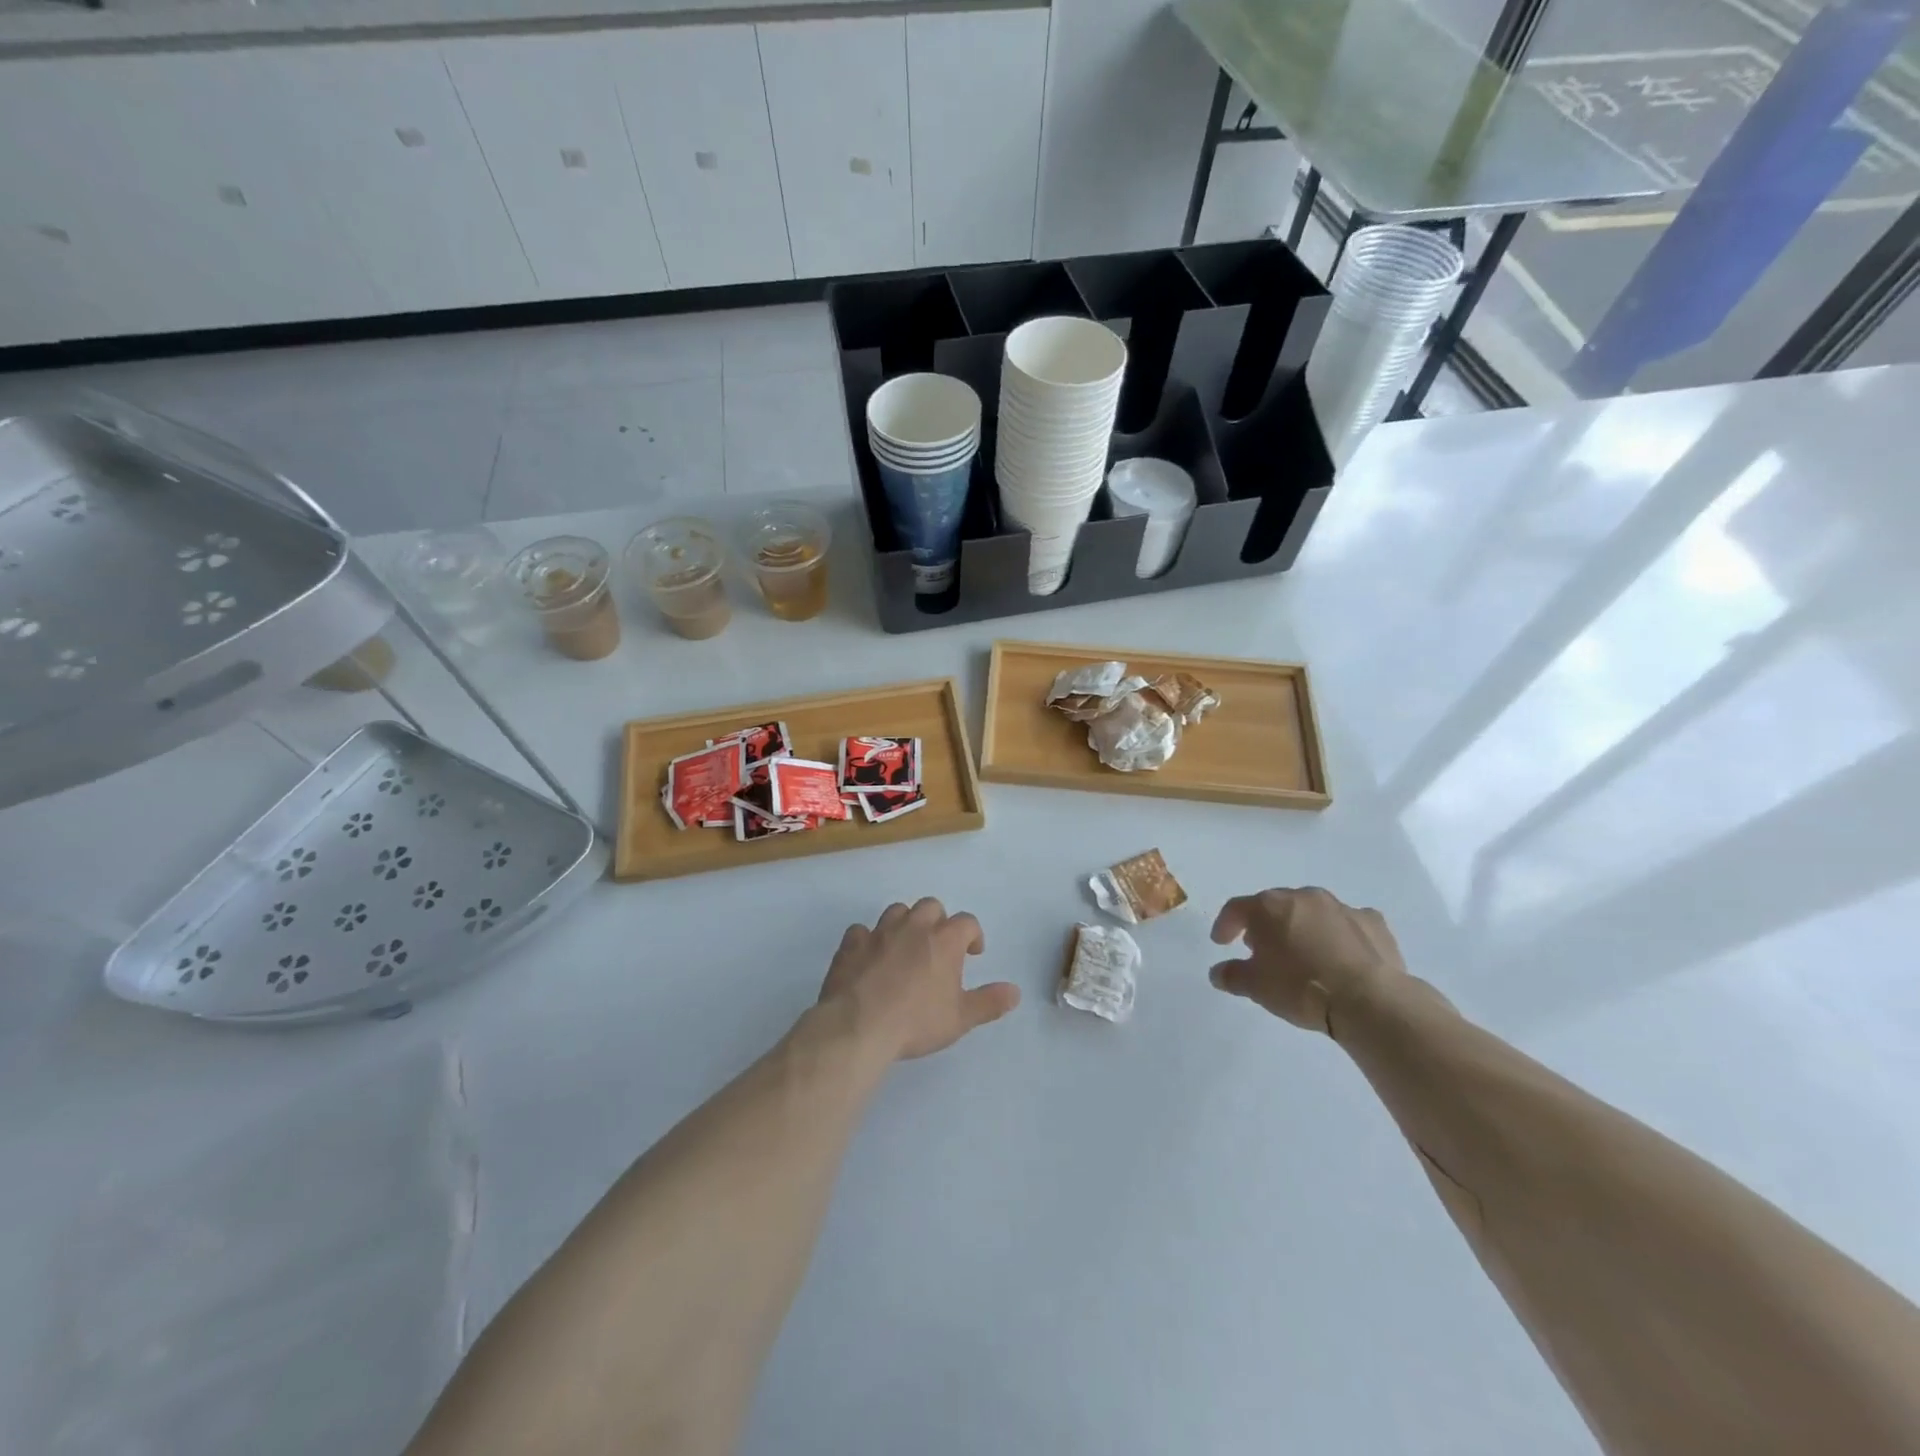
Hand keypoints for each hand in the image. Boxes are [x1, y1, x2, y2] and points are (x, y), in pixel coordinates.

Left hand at [819, 898, 1020, 1061]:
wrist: (859, 1026)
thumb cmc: (917, 1022)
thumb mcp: (961, 1019)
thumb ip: (989, 1002)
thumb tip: (1015, 991)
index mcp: (944, 940)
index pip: (967, 922)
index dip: (973, 935)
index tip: (972, 954)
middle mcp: (913, 926)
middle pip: (931, 906)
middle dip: (938, 922)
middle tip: (938, 948)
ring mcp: (879, 932)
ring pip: (897, 911)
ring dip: (904, 924)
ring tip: (905, 948)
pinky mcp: (851, 944)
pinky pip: (861, 931)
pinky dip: (868, 940)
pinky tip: (869, 957)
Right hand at [1209, 887, 1405, 1035]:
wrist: (1369, 999)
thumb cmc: (1301, 988)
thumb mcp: (1256, 987)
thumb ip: (1232, 975)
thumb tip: (1218, 972)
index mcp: (1269, 907)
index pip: (1237, 908)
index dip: (1226, 924)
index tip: (1221, 943)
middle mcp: (1303, 897)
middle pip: (1276, 905)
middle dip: (1266, 925)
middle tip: (1262, 949)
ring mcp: (1341, 907)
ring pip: (1312, 912)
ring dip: (1303, 927)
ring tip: (1303, 954)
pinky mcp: (1373, 922)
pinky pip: (1348, 924)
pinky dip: (1340, 936)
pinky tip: (1341, 956)